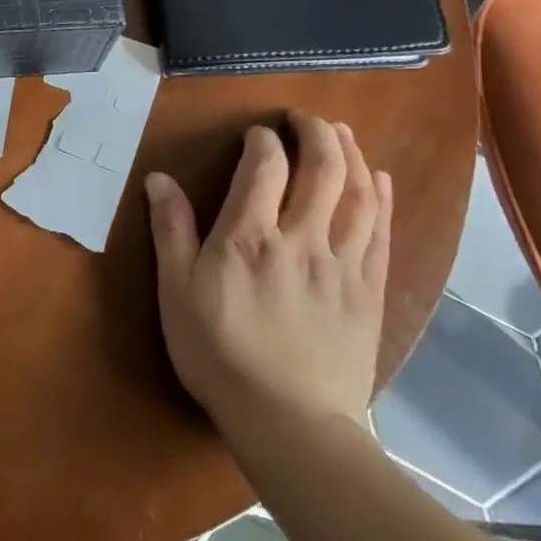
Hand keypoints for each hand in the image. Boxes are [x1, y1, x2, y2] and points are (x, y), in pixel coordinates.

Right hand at [145, 114, 391, 453]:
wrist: (289, 421)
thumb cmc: (218, 353)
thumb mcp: (176, 291)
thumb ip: (171, 230)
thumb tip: (159, 179)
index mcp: (248, 237)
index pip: (265, 168)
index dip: (264, 141)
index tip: (257, 134)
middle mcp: (301, 238)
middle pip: (322, 169)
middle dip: (316, 134)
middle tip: (306, 118)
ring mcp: (342, 264)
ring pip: (358, 194)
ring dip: (352, 155)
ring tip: (342, 134)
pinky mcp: (368, 290)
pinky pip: (380, 232)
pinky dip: (381, 198)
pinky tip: (380, 180)